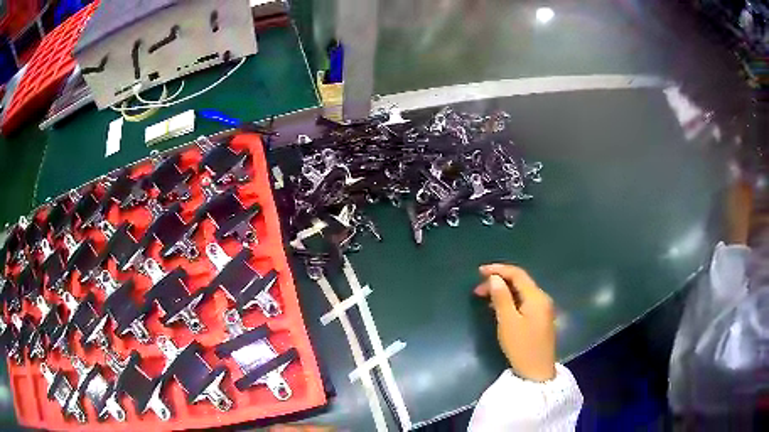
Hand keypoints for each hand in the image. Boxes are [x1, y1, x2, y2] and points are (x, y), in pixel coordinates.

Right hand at [475, 264, 556, 381]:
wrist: (537, 372)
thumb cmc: (522, 347)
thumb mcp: (508, 322)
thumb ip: (501, 298)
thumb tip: (494, 278)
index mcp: (536, 297)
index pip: (517, 274)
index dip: (498, 270)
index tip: (479, 272)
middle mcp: (542, 298)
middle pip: (520, 282)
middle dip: (499, 281)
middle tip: (478, 290)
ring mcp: (543, 309)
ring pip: (521, 292)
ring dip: (503, 291)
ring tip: (484, 297)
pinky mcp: (540, 319)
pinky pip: (524, 302)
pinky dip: (510, 300)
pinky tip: (498, 307)